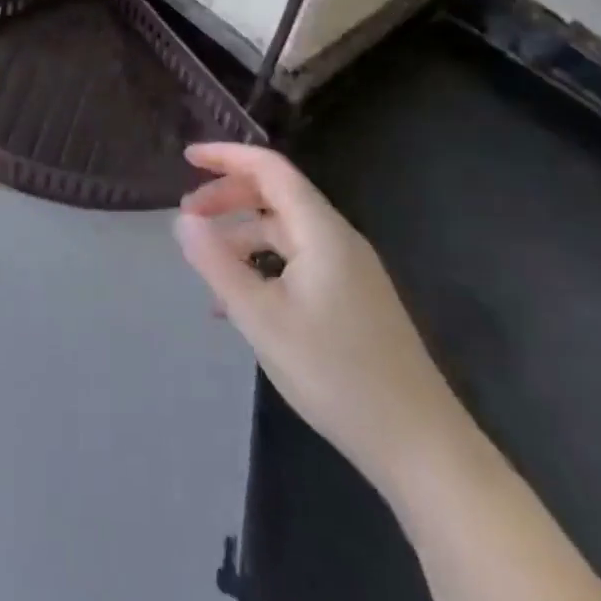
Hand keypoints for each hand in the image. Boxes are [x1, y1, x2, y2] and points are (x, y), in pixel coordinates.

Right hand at [175, 142, 472, 496]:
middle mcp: (338, 240)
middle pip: (276, 195)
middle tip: (187, 217)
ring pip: (284, 232)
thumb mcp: (261, 318)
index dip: (227, 156)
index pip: (270, 169)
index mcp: (321, 232)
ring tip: (205, 265)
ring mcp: (348, 270)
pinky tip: (238, 301)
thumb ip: (217, 264)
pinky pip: (297, 262)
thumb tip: (182, 221)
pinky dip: (262, 265)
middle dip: (228, 197)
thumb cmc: (335, 374)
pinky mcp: (351, 299)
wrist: (418, 443)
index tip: (186, 157)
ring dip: (241, 235)